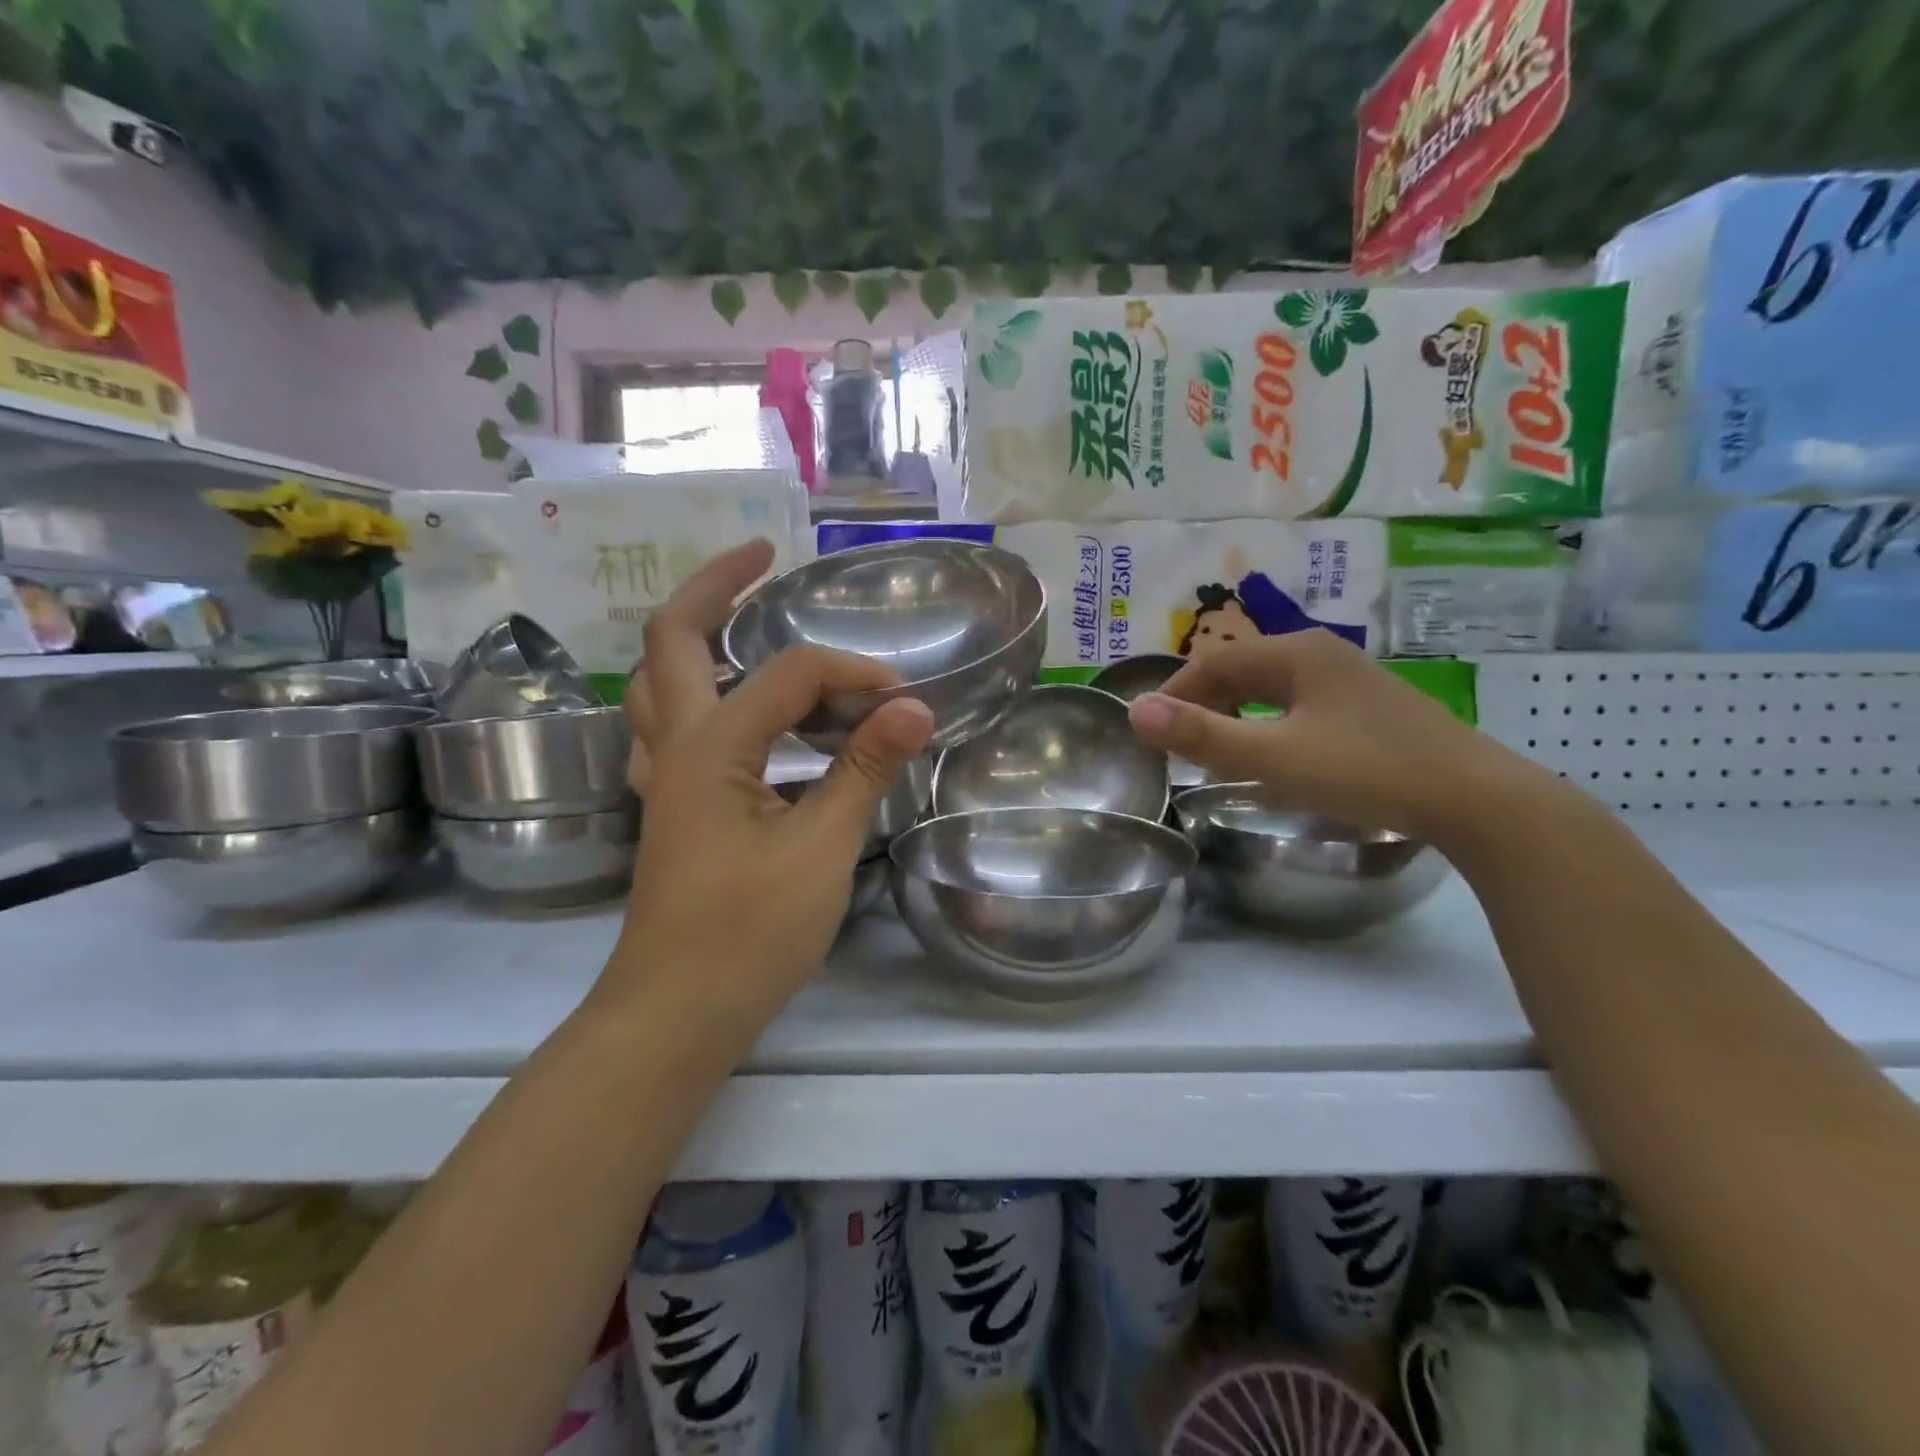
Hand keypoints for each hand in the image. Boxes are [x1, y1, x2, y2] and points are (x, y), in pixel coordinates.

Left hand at [612, 540, 934, 1021]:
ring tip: (744, 617)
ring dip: (697, 636)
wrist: (676, 1014)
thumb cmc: (749, 935)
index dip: (854, 674)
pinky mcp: (672, 806)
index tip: (904, 702)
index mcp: (712, 747)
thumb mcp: (822, 848)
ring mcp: (664, 776)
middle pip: (672, 639)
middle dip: (715, 585)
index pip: (790, 675)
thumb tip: (914, 706)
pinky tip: (732, 708)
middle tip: (761, 556)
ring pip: (662, 680)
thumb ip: (864, 768)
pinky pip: (672, 726)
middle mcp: (676, 746)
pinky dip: (698, 695)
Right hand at [1126, 630, 1552, 847]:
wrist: (1475, 798)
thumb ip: (1200, 735)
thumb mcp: (1272, 758)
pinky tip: (1274, 754)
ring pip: (1271, 688)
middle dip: (1204, 705)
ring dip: (1235, 715)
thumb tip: (1134, 711)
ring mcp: (1350, 678)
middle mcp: (1321, 652)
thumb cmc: (1364, 770)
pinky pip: (1298, 704)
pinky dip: (1269, 724)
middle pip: (1241, 670)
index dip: (1174, 694)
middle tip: (1180, 748)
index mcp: (1295, 652)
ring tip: (1218, 752)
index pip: (1212, 661)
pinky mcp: (1369, 706)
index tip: (1152, 733)